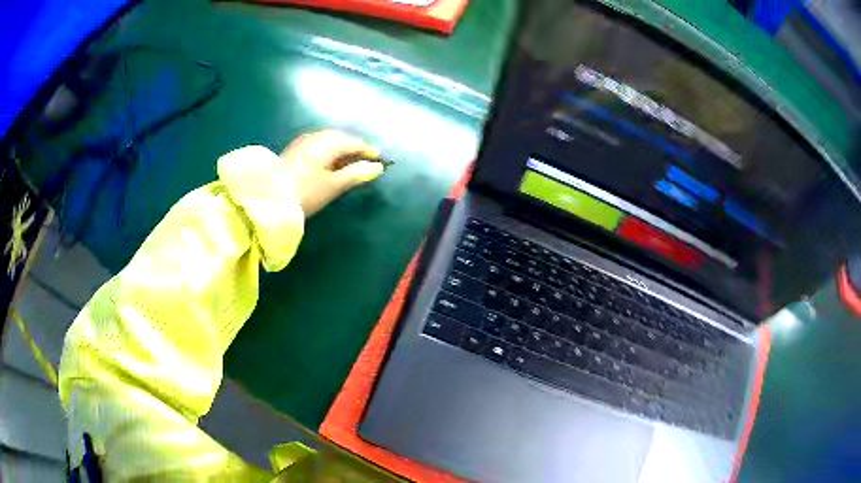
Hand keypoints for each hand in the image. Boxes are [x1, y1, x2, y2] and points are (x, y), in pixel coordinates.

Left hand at [281, 130, 384, 216]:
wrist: (269, 198)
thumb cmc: (306, 192)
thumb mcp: (334, 185)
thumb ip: (356, 173)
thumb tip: (378, 167)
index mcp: (329, 142)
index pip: (354, 142)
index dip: (368, 150)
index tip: (380, 159)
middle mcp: (317, 136)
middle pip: (341, 138)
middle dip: (354, 147)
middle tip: (365, 160)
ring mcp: (303, 141)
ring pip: (329, 140)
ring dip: (341, 148)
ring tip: (348, 162)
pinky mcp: (294, 149)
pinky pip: (318, 144)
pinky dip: (328, 150)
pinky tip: (328, 161)